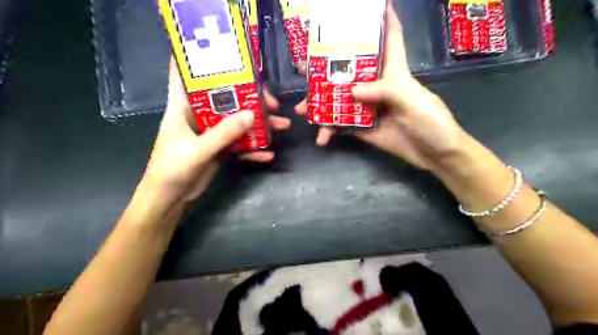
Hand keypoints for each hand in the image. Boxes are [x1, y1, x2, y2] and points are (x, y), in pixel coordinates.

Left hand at [137, 58, 292, 207]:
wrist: (170, 200)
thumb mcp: (198, 149)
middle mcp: (198, 116)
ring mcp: (210, 134)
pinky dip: (254, 148)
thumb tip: (252, 114)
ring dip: (259, 124)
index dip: (198, 59)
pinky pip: (239, 144)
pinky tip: (269, 154)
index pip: (184, 75)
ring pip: (237, 122)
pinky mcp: (219, 149)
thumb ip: (224, 132)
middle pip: (226, 99)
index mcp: (182, 107)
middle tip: (273, 102)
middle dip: (250, 98)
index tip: (222, 51)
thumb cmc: (172, 170)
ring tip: (282, 125)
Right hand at [294, 8, 466, 169]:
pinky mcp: (362, 128)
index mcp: (394, 72)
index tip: (362, 7)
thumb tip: (351, 91)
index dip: (381, 19)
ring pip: (339, 100)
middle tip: (303, 68)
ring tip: (301, 110)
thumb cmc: (431, 122)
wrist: (434, 155)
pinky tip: (321, 137)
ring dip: (319, 105)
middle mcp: (377, 86)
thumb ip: (384, 91)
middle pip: (349, 71)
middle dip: (326, 68)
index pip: (389, 39)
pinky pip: (341, 125)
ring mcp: (367, 108)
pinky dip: (329, 130)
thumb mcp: (412, 101)